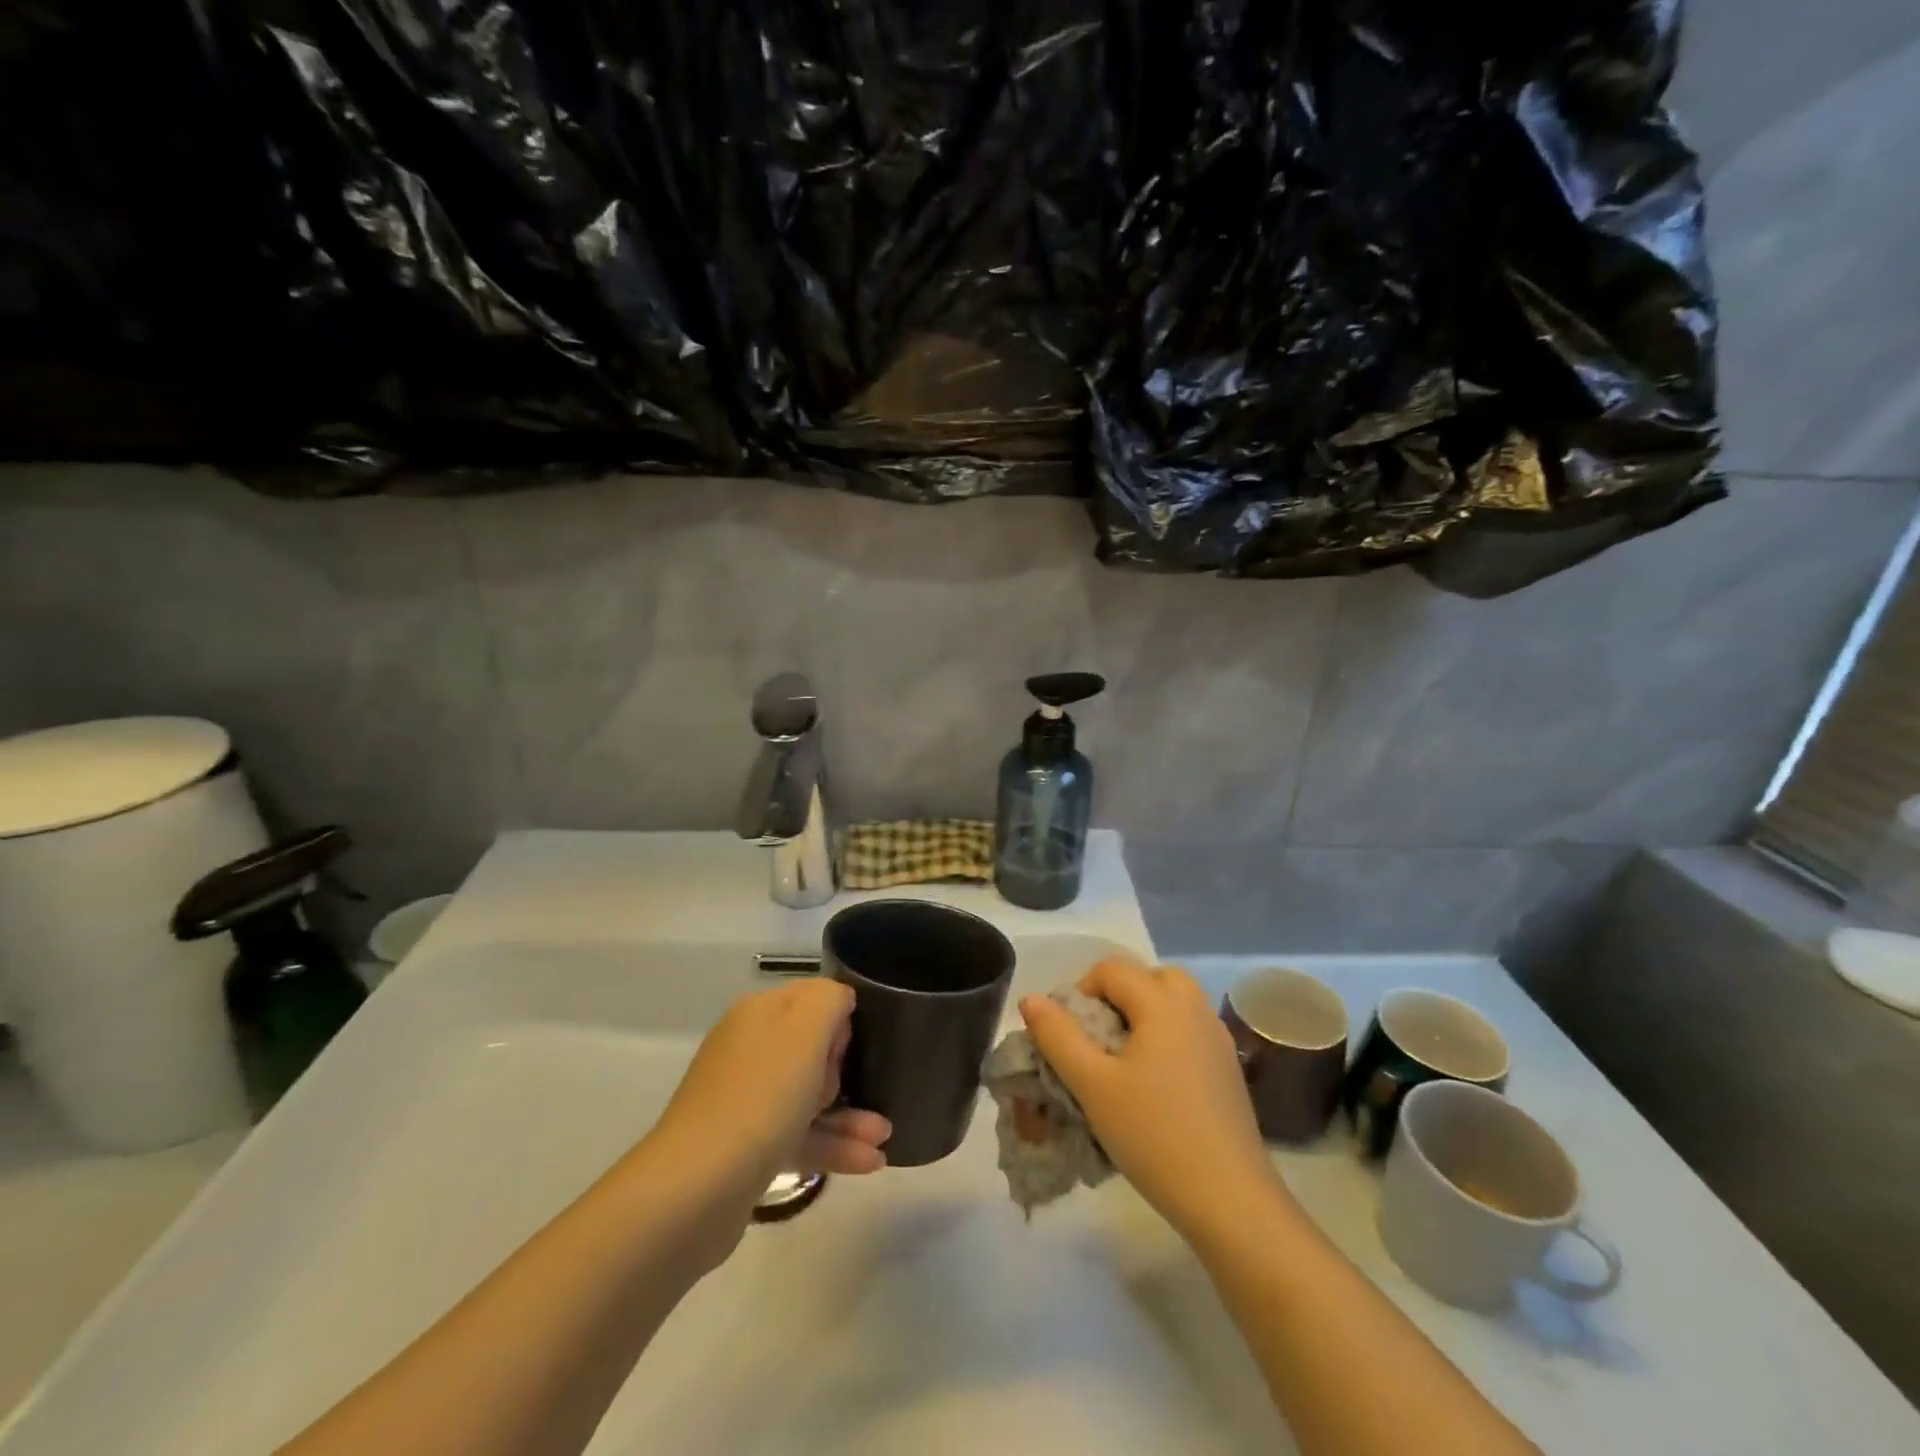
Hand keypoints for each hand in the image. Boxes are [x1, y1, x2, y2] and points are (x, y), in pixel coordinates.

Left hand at [653, 979, 890, 1194]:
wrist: (696, 1189)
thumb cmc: (761, 1096)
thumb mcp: (806, 1029)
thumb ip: (830, 999)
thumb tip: (840, 1002)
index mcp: (758, 1014)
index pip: (811, 998)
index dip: (839, 1019)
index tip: (853, 1047)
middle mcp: (748, 1049)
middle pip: (811, 1048)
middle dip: (844, 1068)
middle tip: (855, 1085)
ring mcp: (744, 1100)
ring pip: (807, 1096)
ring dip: (849, 1113)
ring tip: (885, 1134)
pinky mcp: (746, 1148)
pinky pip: (799, 1136)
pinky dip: (833, 1145)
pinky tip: (870, 1161)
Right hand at [1020, 958, 1286, 1240]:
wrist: (1230, 1201)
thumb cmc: (1154, 1135)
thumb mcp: (1092, 1085)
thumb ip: (1058, 1036)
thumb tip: (1031, 999)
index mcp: (1162, 1003)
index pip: (1112, 970)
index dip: (1081, 991)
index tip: (1069, 1035)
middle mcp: (1195, 1009)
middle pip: (1151, 977)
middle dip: (1119, 997)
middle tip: (1100, 1037)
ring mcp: (1218, 1039)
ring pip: (1175, 1003)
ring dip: (1145, 1015)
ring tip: (1124, 1060)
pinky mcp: (1229, 1069)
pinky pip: (1191, 1031)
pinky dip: (1168, 1037)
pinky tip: (1155, 1085)